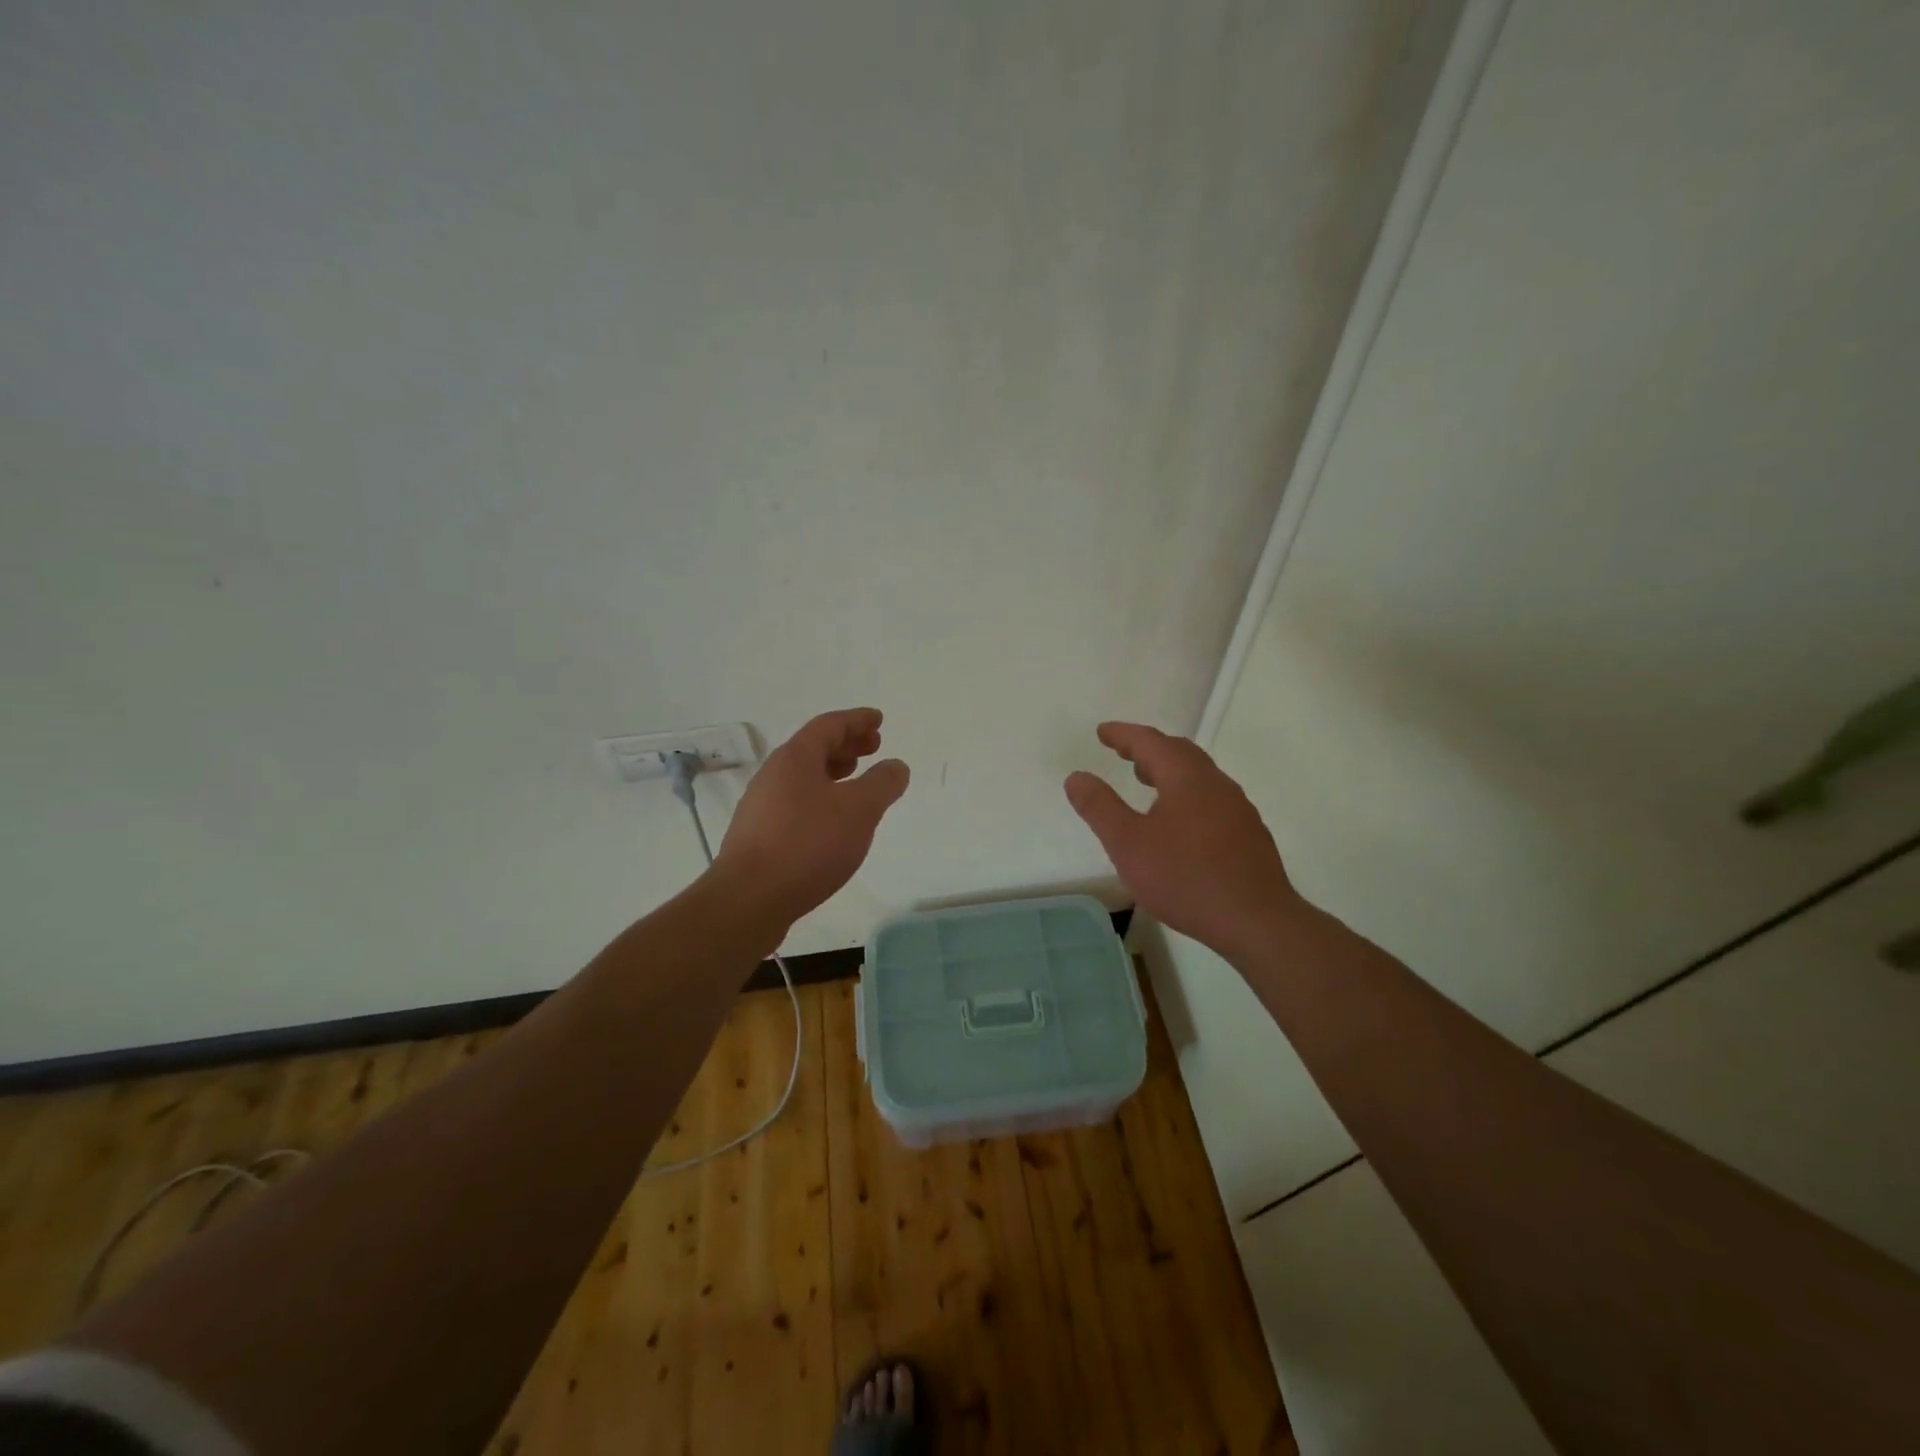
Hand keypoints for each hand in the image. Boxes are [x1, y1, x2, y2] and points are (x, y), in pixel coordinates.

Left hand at [713, 708, 909, 926]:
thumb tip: (896, 766)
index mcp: (795, 758)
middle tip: (873, 747)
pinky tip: (833, 821)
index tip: (878, 720)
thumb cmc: (808, 845)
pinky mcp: (759, 835)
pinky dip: (820, 798)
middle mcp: (774, 775)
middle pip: (814, 748)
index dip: (857, 720)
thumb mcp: (859, 810)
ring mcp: (762, 806)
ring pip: (804, 777)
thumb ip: (882, 784)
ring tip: (856, 780)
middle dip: (846, 744)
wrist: (749, 899)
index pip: (829, 725)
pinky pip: (796, 802)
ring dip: (833, 772)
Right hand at [1065, 722, 1303, 962]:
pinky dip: (1187, 794)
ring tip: (1146, 782)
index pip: (1150, 741)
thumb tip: (1076, 776)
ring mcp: (1238, 808)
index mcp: (1186, 777)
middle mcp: (1216, 783)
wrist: (1256, 921)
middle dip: (1148, 748)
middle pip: (1179, 752)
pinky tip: (1180, 822)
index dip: (1123, 734)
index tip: (1102, 732)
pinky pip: (1212, 798)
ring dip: (1169, 771)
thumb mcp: (1128, 844)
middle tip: (1123, 752)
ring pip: (1198, 776)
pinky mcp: (1249, 833)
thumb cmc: (1185, 878)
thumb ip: (1100, 807)